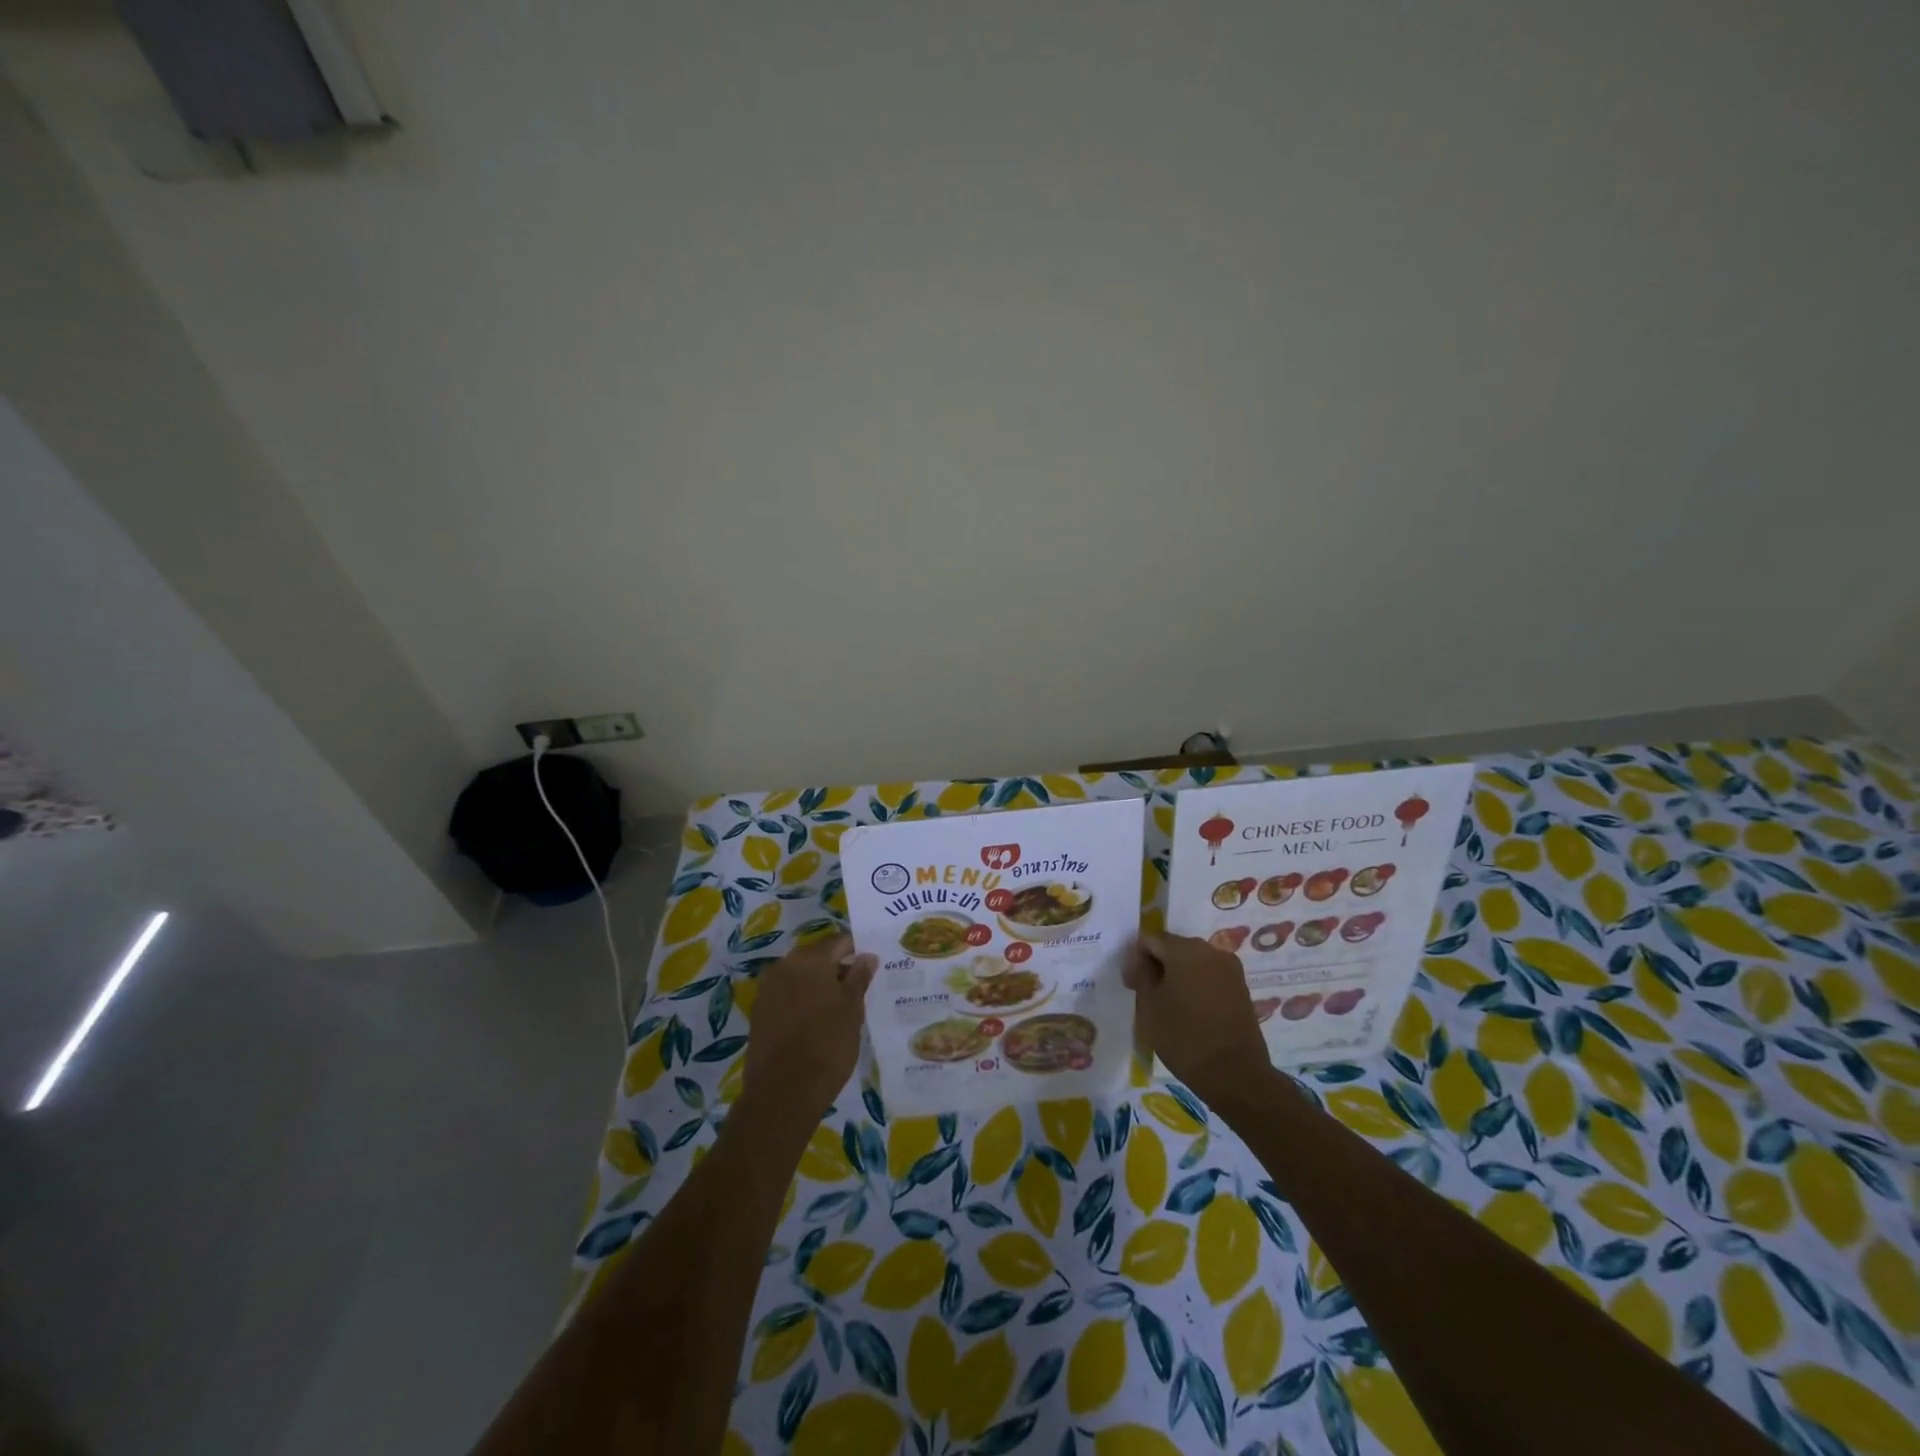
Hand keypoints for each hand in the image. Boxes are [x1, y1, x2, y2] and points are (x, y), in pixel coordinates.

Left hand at [738, 934, 875, 1133]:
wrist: (782, 1093)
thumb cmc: (827, 1045)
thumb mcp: (853, 1010)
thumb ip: (859, 978)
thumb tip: (867, 956)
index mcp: (811, 959)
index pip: (839, 942)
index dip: (857, 950)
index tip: (870, 966)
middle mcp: (785, 965)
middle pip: (817, 957)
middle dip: (836, 968)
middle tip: (857, 989)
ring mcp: (768, 988)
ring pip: (800, 976)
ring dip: (818, 985)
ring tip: (838, 1008)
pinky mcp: (759, 1012)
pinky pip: (786, 995)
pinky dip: (802, 1000)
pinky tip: (815, 1021)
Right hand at [1125, 932, 1272, 1110]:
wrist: (1235, 1074)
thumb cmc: (1184, 1036)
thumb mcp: (1149, 1005)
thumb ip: (1142, 974)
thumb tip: (1142, 961)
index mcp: (1185, 949)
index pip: (1150, 940)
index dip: (1135, 959)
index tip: (1130, 986)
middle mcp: (1211, 951)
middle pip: (1174, 948)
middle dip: (1157, 966)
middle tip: (1146, 995)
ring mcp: (1230, 969)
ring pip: (1193, 963)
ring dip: (1177, 976)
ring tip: (1168, 1005)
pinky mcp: (1241, 988)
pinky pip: (1210, 977)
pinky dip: (1196, 987)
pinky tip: (1190, 1011)